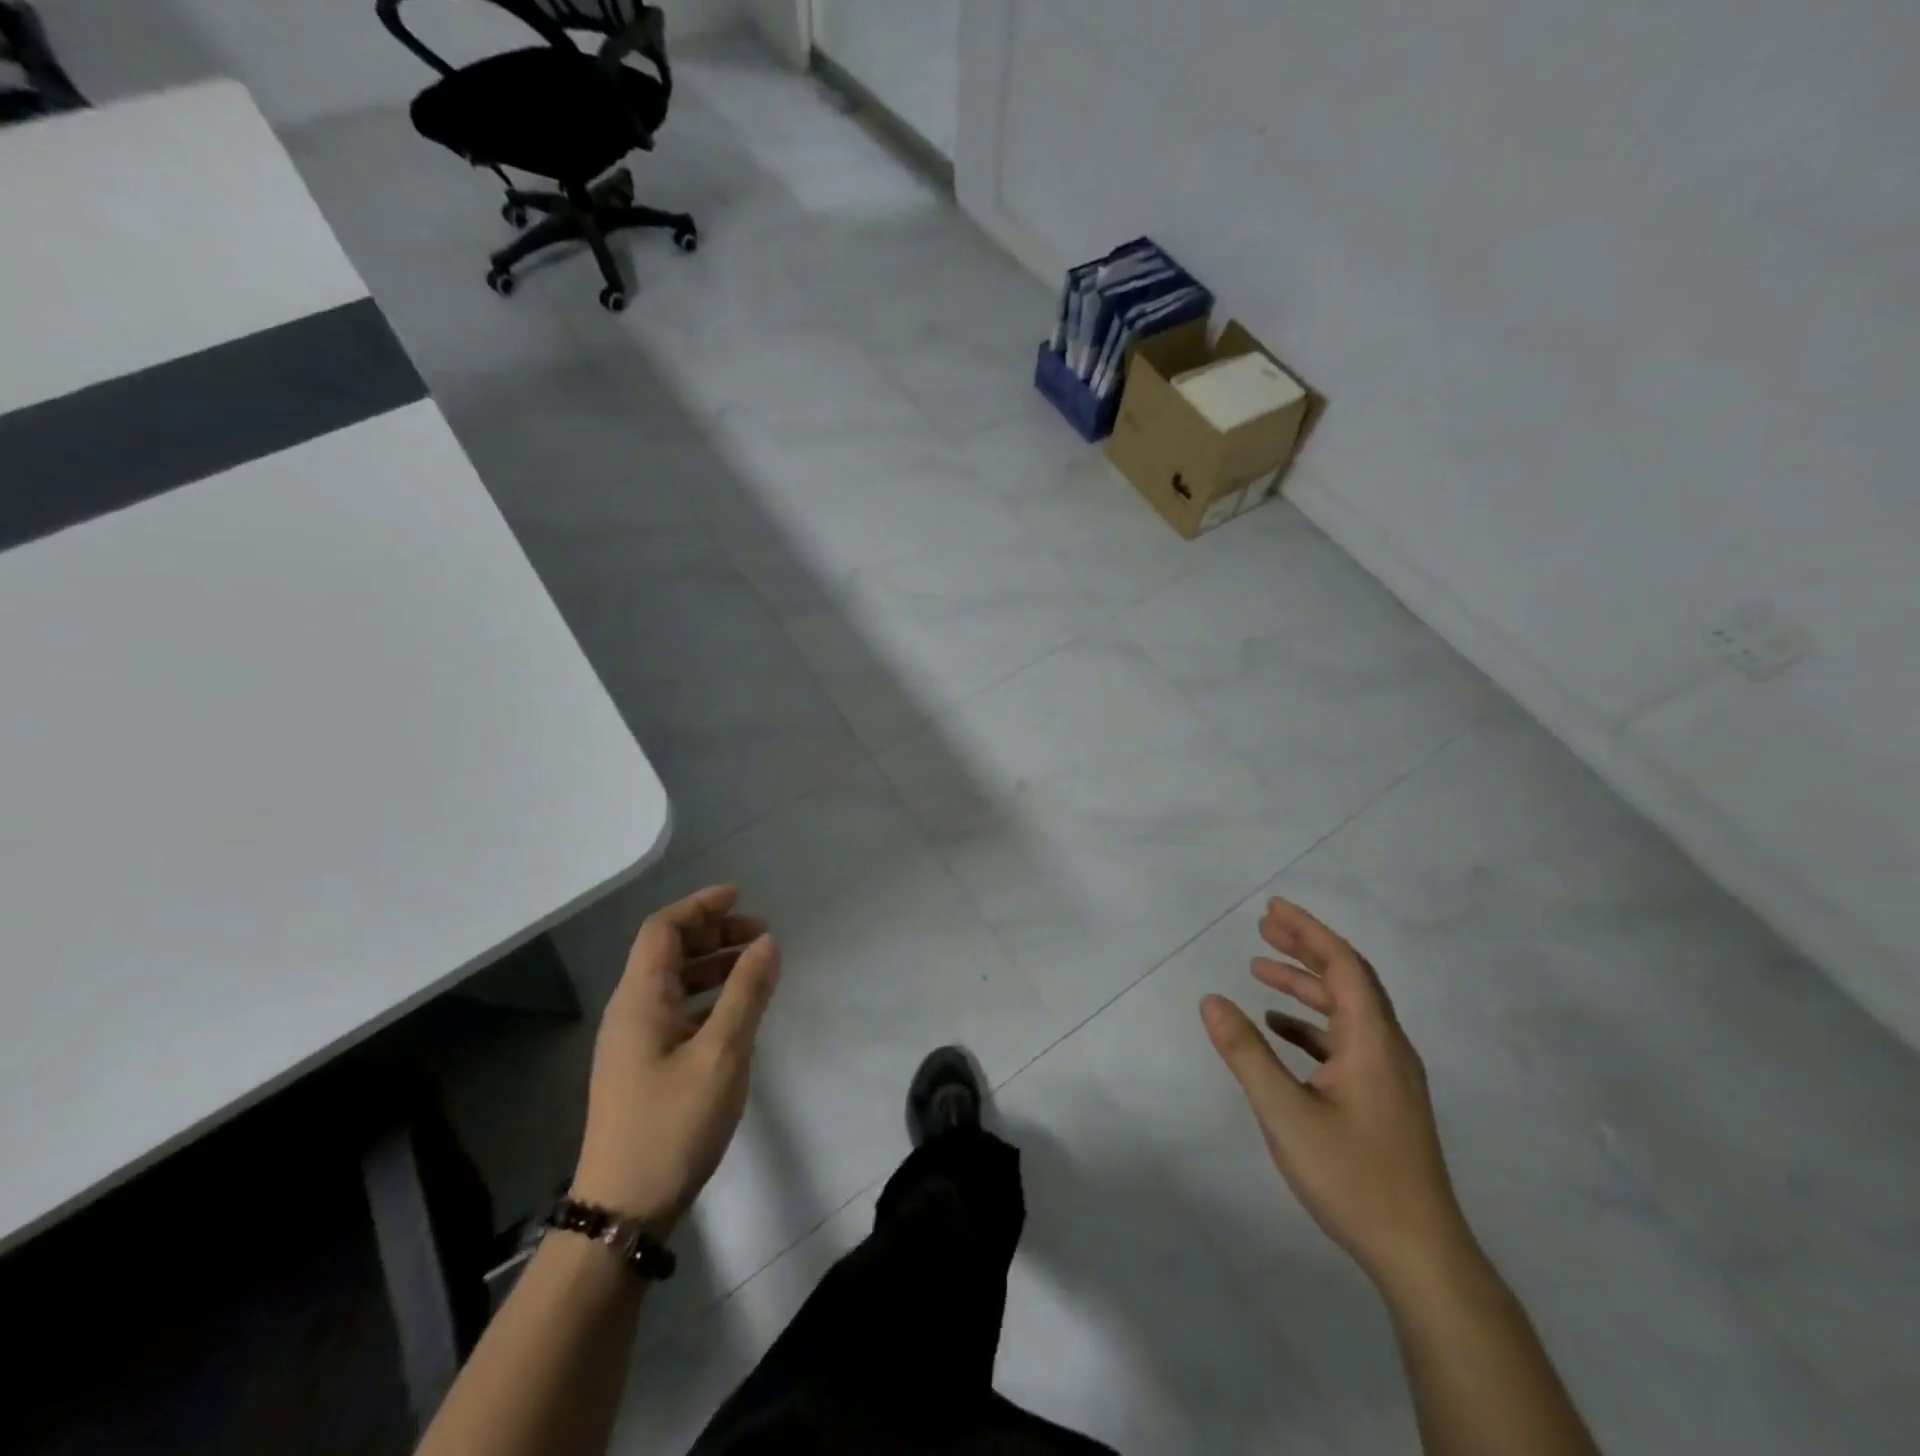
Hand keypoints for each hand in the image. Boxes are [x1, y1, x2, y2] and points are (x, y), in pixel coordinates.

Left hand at [571, 885, 780, 1233]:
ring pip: (674, 982)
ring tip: (757, 967)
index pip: (663, 929)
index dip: (700, 906)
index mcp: (640, 999)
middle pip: (668, 952)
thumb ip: (747, 993)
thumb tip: (768, 942)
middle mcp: (631, 1011)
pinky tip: (737, 1012)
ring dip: (714, 964)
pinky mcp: (643, 1067)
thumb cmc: (673, 1124)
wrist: (622, 1211)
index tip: (741, 896)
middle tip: (761, 936)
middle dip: (714, 933)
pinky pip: (677, 1011)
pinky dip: (709, 997)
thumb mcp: (722, 1054)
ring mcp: (634, 1042)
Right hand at [1200, 898, 1472, 1291]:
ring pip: (1347, 1011)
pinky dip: (1311, 1023)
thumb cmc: (1353, 1176)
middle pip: (1348, 980)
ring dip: (1305, 985)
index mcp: (1373, 1041)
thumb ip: (1246, 1053)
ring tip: (1260, 970)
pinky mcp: (1383, 1099)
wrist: (1421, 1256)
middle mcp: (1387, 1048)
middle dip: (1305, 948)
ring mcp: (1389, 1076)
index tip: (1273, 909)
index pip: (1344, 966)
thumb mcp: (1286, 1113)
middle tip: (1263, 926)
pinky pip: (1346, 1041)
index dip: (1309, 932)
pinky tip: (1280, 1029)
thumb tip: (1210, 1000)